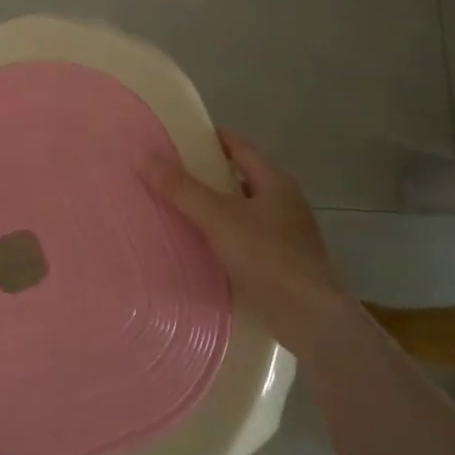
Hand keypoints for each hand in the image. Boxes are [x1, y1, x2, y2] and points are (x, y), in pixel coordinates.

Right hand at [144, 129, 359, 355]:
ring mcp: (288, 235)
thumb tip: (145, 158)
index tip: (184, 138)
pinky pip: (248, 239)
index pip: (241, 148)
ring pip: (245, 211)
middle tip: (174, 175)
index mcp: (275, 183)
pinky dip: (226, 236)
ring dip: (218, 208)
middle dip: (211, 175)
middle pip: (243, 179)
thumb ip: (182, 189)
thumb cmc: (266, 256)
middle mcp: (286, 203)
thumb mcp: (218, 218)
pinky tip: (205, 249)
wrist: (309, 316)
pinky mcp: (284, 264)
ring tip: (183, 212)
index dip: (214, 139)